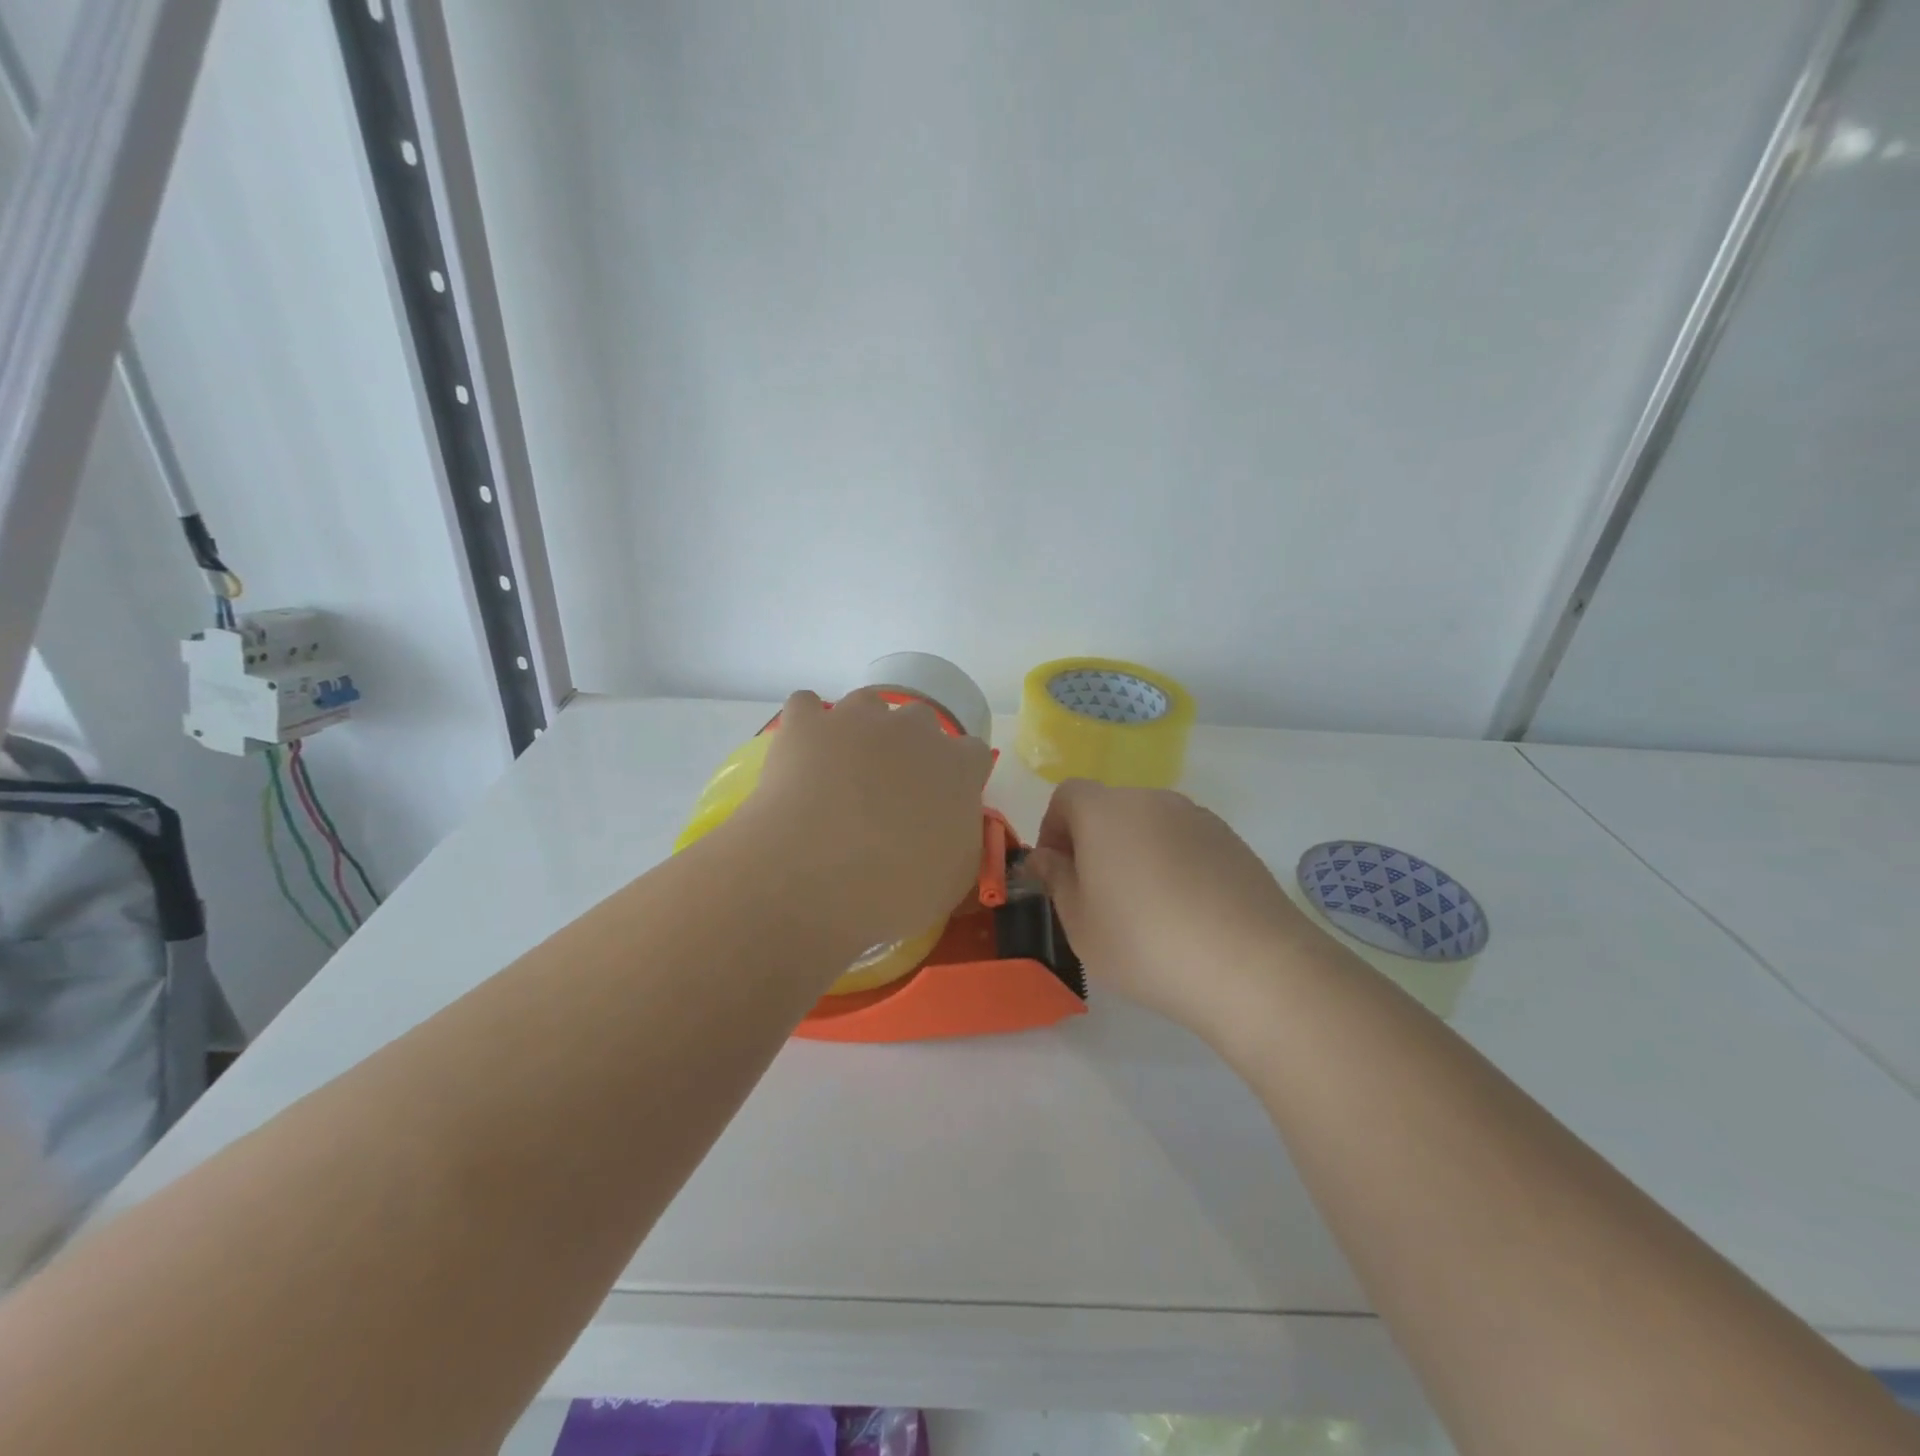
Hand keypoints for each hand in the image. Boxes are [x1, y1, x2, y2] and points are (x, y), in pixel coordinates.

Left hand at [740, 689, 993, 953]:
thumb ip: (960, 836)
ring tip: (841, 772)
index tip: (939, 806)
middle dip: (909, 748)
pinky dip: (805, 729)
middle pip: (920, 721)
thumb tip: (946, 826)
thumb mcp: (954, 877)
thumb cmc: (896, 889)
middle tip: (888, 794)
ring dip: (860, 730)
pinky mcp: (805, 724)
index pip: (972, 754)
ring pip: (866, 704)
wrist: (815, 878)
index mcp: (958, 765)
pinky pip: (806, 707)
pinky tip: (799, 758)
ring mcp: (857, 718)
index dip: (955, 778)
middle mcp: (913, 728)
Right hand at [1027, 779, 1332, 1043]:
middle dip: (1094, 842)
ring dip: (1135, 853)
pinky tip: (1186, 913)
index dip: (1053, 829)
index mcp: (1105, 812)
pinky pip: (1186, 842)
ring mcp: (1197, 818)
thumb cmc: (1145, 943)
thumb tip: (1045, 857)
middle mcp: (1152, 800)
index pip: (1067, 796)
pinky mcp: (1232, 841)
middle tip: (1096, 896)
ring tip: (1145, 909)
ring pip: (1149, 825)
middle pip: (1109, 808)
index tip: (1058, 872)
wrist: (1252, 965)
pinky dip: (1174, 864)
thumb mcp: (1080, 923)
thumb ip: (1055, 880)